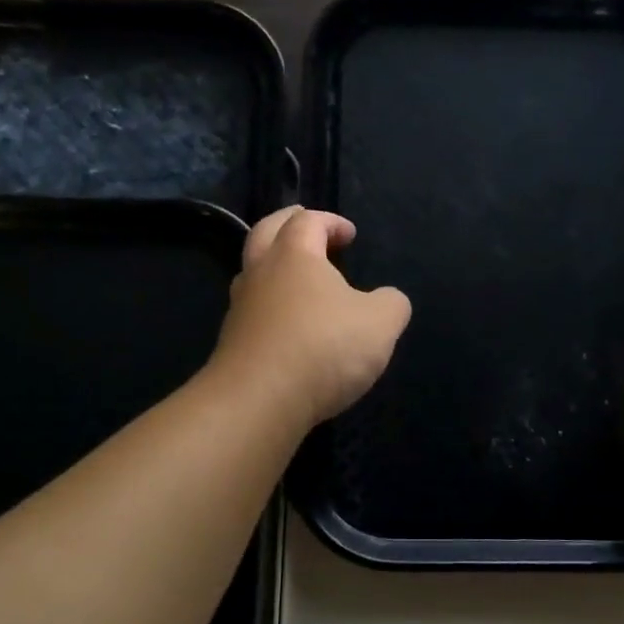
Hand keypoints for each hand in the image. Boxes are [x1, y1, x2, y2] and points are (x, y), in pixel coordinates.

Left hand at [209, 207, 411, 428]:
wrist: (259, 401)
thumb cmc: (323, 347)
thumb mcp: (380, 323)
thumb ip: (391, 304)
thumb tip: (389, 299)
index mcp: (294, 255)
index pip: (307, 222)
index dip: (330, 222)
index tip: (350, 234)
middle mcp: (260, 274)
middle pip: (265, 233)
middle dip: (287, 225)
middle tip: (305, 226)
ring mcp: (240, 310)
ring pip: (253, 274)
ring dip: (274, 268)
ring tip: (299, 280)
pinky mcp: (232, 345)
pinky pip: (253, 313)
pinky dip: (271, 308)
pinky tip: (291, 328)